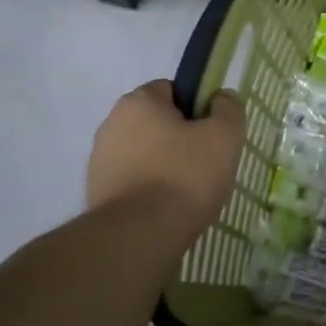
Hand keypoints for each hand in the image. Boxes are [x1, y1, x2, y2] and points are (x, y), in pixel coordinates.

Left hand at [86, 80, 243, 244]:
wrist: (139, 235)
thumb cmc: (185, 176)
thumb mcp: (224, 136)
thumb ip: (228, 109)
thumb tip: (222, 98)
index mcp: (138, 102)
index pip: (172, 90)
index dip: (197, 108)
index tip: (212, 134)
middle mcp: (111, 124)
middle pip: (157, 123)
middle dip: (181, 139)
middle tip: (207, 164)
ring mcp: (100, 160)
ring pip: (145, 154)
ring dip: (165, 166)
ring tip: (189, 193)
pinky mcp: (97, 192)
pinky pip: (133, 181)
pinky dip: (150, 189)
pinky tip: (168, 209)